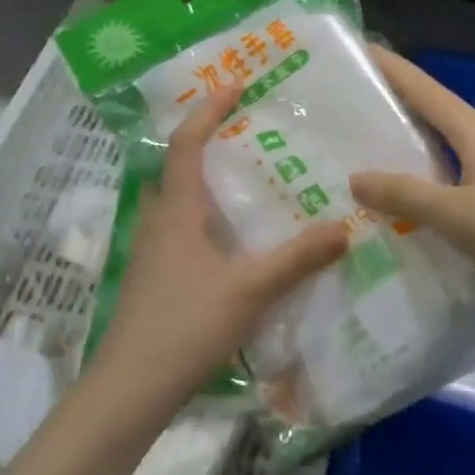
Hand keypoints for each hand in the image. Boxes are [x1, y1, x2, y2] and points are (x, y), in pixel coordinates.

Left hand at [92, 84, 347, 411]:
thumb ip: (298, 259)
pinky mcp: (151, 275)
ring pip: (176, 196)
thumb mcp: (250, 290)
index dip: (209, 109)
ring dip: (203, 176)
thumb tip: (346, 227)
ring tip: (242, 175)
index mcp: (176, 208)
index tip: (236, 84)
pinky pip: (177, 224)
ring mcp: (149, 248)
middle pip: (177, 163)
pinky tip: (228, 236)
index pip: (188, 141)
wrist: (129, 390)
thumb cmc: (186, 326)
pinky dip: (201, 211)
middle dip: (207, 138)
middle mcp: (158, 218)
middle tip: (244, 128)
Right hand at [352, 47, 474, 314]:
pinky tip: (411, 201)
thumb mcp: (456, 214)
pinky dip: (429, 178)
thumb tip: (355, 177)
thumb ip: (405, 195)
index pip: (422, 86)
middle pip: (432, 111)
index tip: (357, 51)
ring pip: (444, 146)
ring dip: (410, 145)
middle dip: (393, 104)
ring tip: (369, 153)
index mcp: (473, 129)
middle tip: (347, 107)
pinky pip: (456, 176)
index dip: (389, 67)